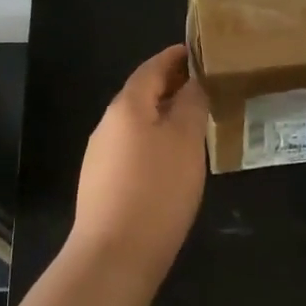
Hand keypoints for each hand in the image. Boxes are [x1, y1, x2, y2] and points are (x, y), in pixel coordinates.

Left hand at [69, 45, 208, 281]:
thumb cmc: (157, 189)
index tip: (198, 51)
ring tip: (194, 121)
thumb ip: (191, 104)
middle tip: (204, 86)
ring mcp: (101, 155)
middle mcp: (107, 124)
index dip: (175, 57)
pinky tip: (172, 160)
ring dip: (163, 115)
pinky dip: (154, 141)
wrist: (114, 255)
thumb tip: (193, 82)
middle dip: (171, 86)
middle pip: (142, 94)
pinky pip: (132, 148)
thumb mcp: (185, 140)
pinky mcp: (102, 183)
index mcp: (126, 106)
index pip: (152, 68)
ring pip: (137, 123)